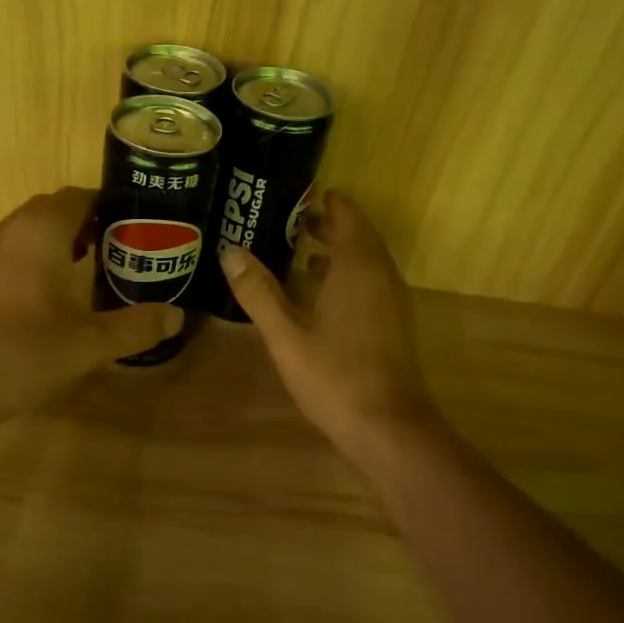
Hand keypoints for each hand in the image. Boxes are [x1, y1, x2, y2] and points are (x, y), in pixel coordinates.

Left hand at [0, 187, 179, 427]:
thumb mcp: (91, 343)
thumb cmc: (24, 352)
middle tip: (123, 249)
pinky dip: (38, 262)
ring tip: (93, 269)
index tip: (139, 225)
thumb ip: (136, 326)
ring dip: (61, 243)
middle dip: (89, 224)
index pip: (79, 197)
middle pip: (54, 211)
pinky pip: (13, 255)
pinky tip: (53, 297)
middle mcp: (10, 231)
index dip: (110, 206)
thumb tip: (177, 315)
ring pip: (30, 233)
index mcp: (41, 231)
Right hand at [219, 191, 438, 454]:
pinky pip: (369, 282)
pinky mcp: (393, 324)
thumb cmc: (335, 377)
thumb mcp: (286, 335)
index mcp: (358, 268)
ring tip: (299, 251)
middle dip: (327, 223)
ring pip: (365, 260)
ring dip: (337, 250)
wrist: (389, 428)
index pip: (347, 215)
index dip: (325, 201)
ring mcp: (392, 301)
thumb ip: (258, 292)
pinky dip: (345, 275)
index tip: (295, 194)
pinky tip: (318, 295)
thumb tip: (230, 251)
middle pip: (358, 235)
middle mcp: (381, 275)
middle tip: (288, 220)